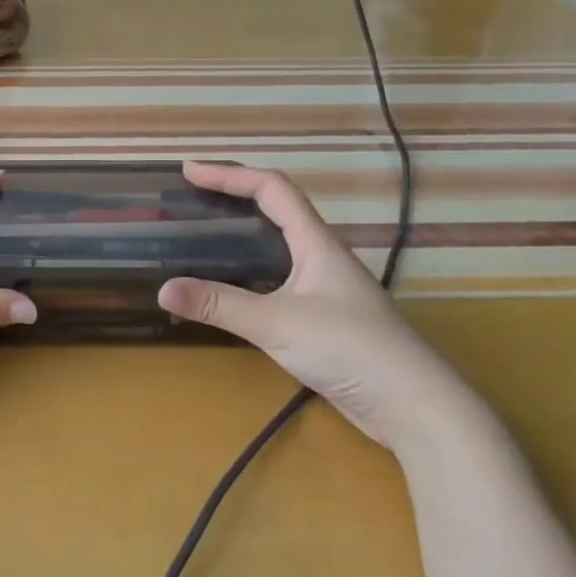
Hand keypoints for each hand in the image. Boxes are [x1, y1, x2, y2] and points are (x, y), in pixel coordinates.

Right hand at [158, 162, 482, 453]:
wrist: (412, 405)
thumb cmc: (350, 348)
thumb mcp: (276, 323)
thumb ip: (218, 305)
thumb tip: (162, 289)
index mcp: (316, 243)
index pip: (272, 189)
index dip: (230, 174)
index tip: (190, 171)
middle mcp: (321, 257)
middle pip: (275, 212)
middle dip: (232, 198)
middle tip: (189, 201)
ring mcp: (323, 289)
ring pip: (276, 248)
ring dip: (239, 236)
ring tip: (200, 239)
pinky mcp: (321, 318)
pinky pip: (275, 280)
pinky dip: (246, 273)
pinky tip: (226, 291)